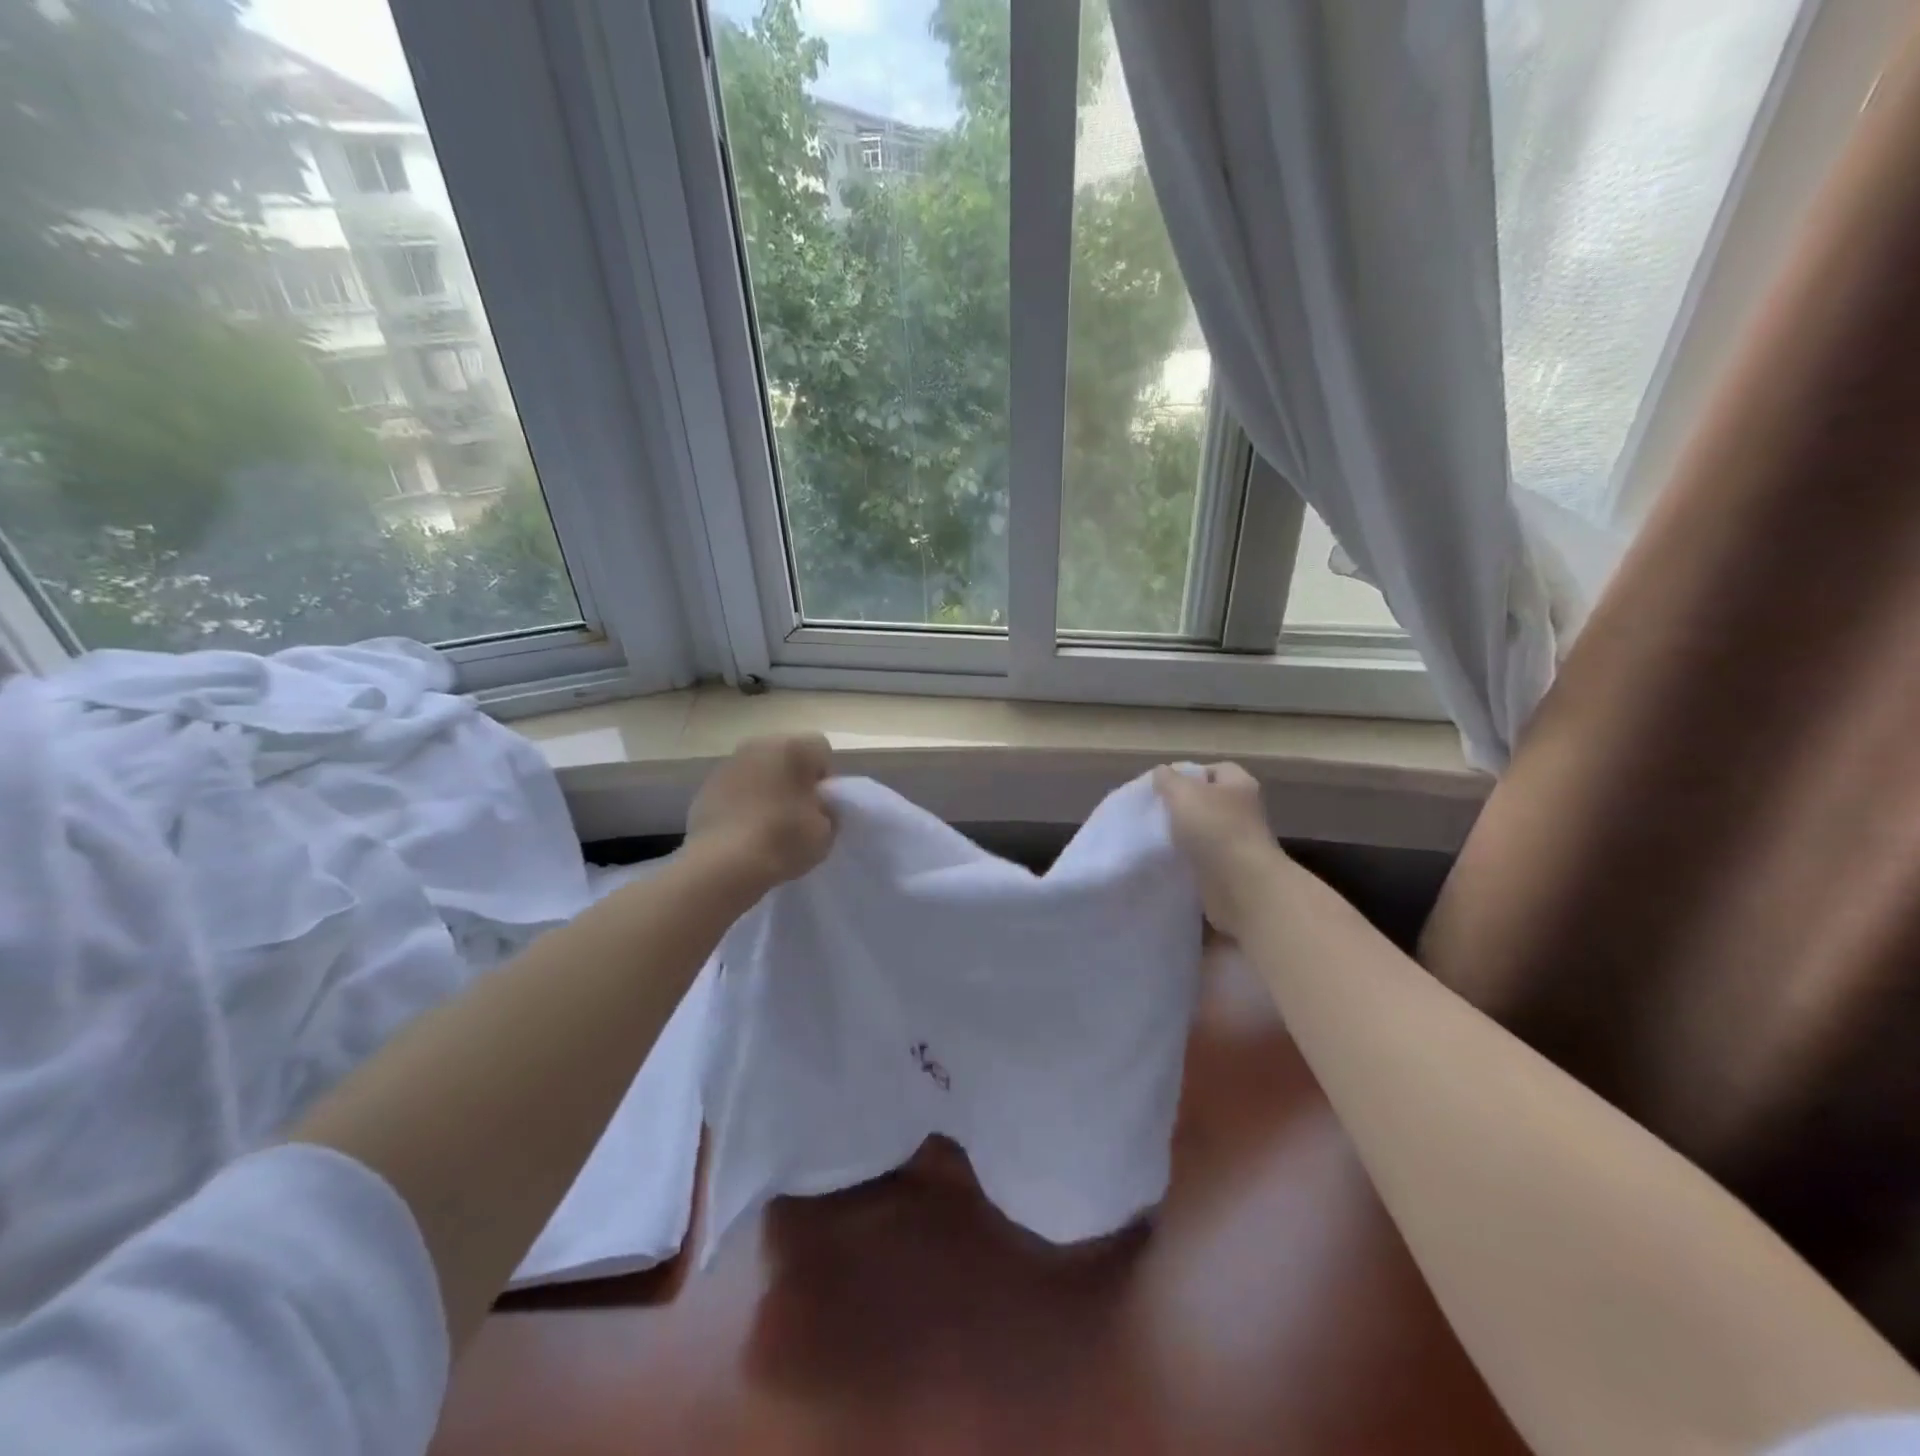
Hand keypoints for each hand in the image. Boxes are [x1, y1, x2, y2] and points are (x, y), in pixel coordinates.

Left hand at [687, 734, 835, 892]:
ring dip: (767, 788)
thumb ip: (828, 810)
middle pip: (787, 755)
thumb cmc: (783, 841)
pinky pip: (736, 787)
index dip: (825, 777)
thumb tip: (818, 804)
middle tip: (797, 813)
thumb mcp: (826, 832)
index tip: (820, 805)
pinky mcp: (706, 786)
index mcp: (794, 748)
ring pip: (759, 770)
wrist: (722, 865)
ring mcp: (729, 764)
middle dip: (794, 778)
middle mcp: (760, 745)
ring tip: (768, 824)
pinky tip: (743, 830)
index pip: (821, 749)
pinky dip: (743, 801)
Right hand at [1153, 762, 1286, 938]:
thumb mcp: (1183, 794)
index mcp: (1239, 785)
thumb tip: (1162, 773)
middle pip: (1208, 801)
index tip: (1162, 787)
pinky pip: (1204, 859)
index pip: (1214, 769)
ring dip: (1183, 836)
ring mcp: (1239, 843)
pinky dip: (1188, 860)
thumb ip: (1169, 780)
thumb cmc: (1215, 830)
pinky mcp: (1231, 871)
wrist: (1241, 888)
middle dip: (1182, 807)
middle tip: (1155, 813)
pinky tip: (1168, 862)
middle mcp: (1243, 811)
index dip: (1188, 774)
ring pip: (1205, 832)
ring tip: (1156, 838)